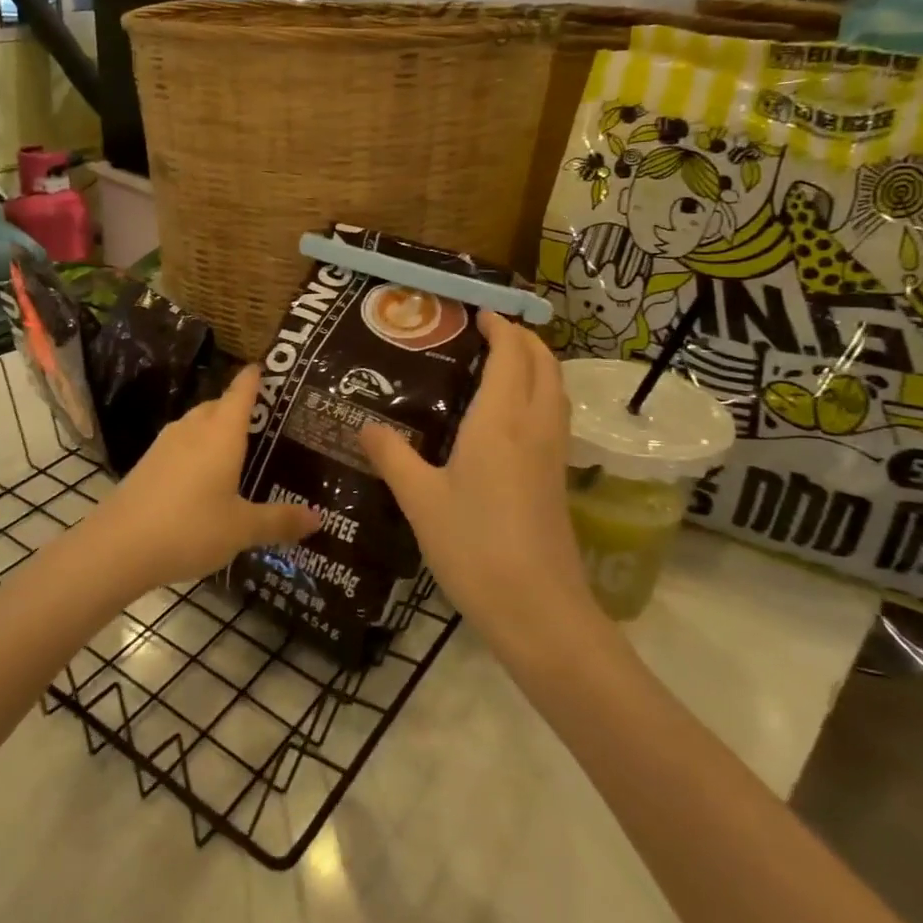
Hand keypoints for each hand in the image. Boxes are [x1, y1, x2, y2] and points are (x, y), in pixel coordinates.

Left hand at [85, 365, 318, 593]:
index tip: (264, 367)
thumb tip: (318, 517)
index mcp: (221, 433)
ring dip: (215, 429)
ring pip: (196, 424)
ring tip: (236, 448)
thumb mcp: (242, 528)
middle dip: (237, 406)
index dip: (253, 378)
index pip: (241, 392)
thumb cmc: (190, 528)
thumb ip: (279, 520)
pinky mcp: (148, 463)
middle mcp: (193, 429)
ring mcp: (165, 444)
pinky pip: (181, 444)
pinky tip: (203, 475)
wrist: (118, 546)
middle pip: (218, 405)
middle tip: (263, 419)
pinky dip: (197, 450)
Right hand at [360, 311, 596, 636]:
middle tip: (490, 331)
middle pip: (544, 364)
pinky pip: (555, 416)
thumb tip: (364, 425)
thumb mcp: (420, 500)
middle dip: (524, 338)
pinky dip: (539, 394)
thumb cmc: (473, 546)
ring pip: (556, 390)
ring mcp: (553, 454)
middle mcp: (534, 426)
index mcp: (499, 420)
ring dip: (537, 364)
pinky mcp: (558, 480)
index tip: (479, 313)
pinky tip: (511, 417)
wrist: (538, 609)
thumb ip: (392, 456)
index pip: (511, 354)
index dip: (500, 327)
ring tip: (502, 363)